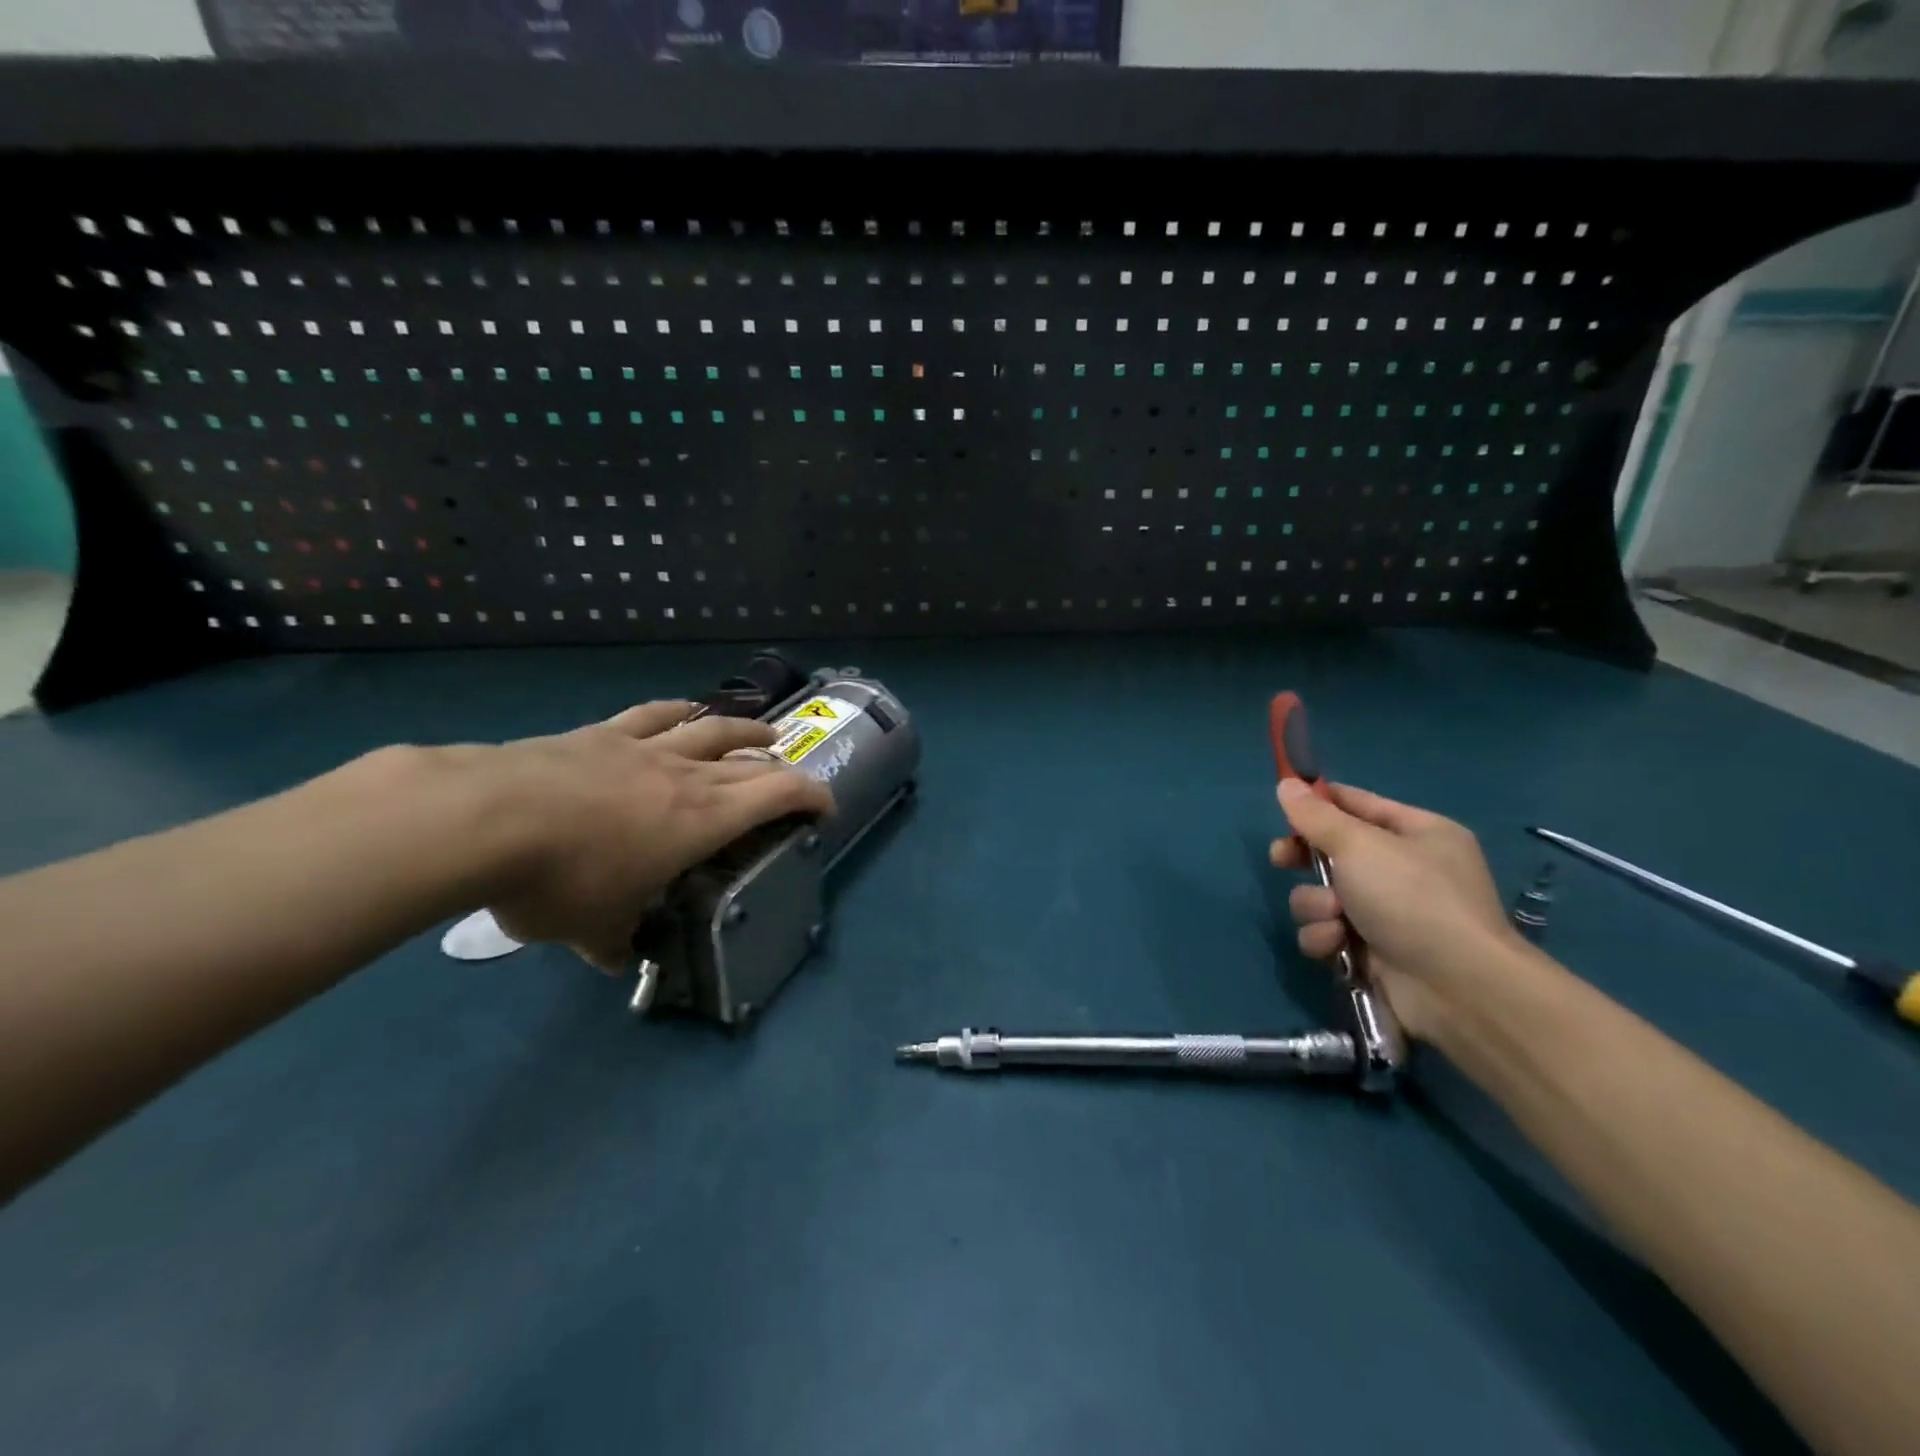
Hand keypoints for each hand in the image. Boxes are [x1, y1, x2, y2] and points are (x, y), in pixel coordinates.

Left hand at [468, 701, 832, 970]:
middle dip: (781, 769)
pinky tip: (684, 709)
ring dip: (744, 729)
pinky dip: (679, 712)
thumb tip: (617, 959)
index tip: (825, 807)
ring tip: (762, 732)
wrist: (486, 818)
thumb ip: (615, 943)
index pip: (777, 795)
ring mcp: (644, 749)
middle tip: (793, 780)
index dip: (811, 796)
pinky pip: (654, 715)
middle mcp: (686, 776)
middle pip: (750, 761)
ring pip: (711, 728)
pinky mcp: (602, 734)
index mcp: (703, 819)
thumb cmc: (560, 879)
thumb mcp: (592, 929)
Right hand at [1269, 779, 1522, 1039]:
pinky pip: (1326, 932)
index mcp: (1415, 833)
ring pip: (1320, 895)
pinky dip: (1325, 938)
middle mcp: (1402, 870)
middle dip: (1303, 858)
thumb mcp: (1359, 845)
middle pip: (1331, 851)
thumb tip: (1286, 782)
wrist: (1456, 989)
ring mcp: (1385, 913)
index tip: (1281, 804)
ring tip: (1335, 918)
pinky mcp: (1368, 952)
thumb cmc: (1412, 898)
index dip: (1318, 802)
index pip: (1356, 803)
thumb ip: (1315, 816)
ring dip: (1315, 905)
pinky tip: (1339, 945)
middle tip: (1280, 859)